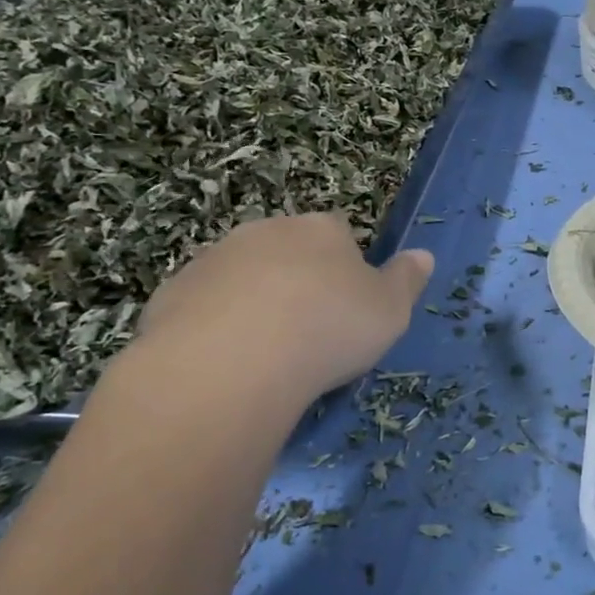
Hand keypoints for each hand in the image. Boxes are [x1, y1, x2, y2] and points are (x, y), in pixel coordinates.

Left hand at [124, 213, 433, 413]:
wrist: (230, 364)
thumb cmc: (327, 329)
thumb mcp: (390, 311)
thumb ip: (407, 280)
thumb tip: (423, 255)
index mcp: (321, 230)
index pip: (339, 234)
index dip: (344, 268)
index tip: (347, 307)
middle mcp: (267, 231)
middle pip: (287, 250)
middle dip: (295, 281)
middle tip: (307, 332)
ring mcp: (213, 259)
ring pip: (241, 276)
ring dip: (252, 302)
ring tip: (264, 354)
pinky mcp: (171, 293)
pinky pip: (202, 307)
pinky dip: (213, 327)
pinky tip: (223, 365)